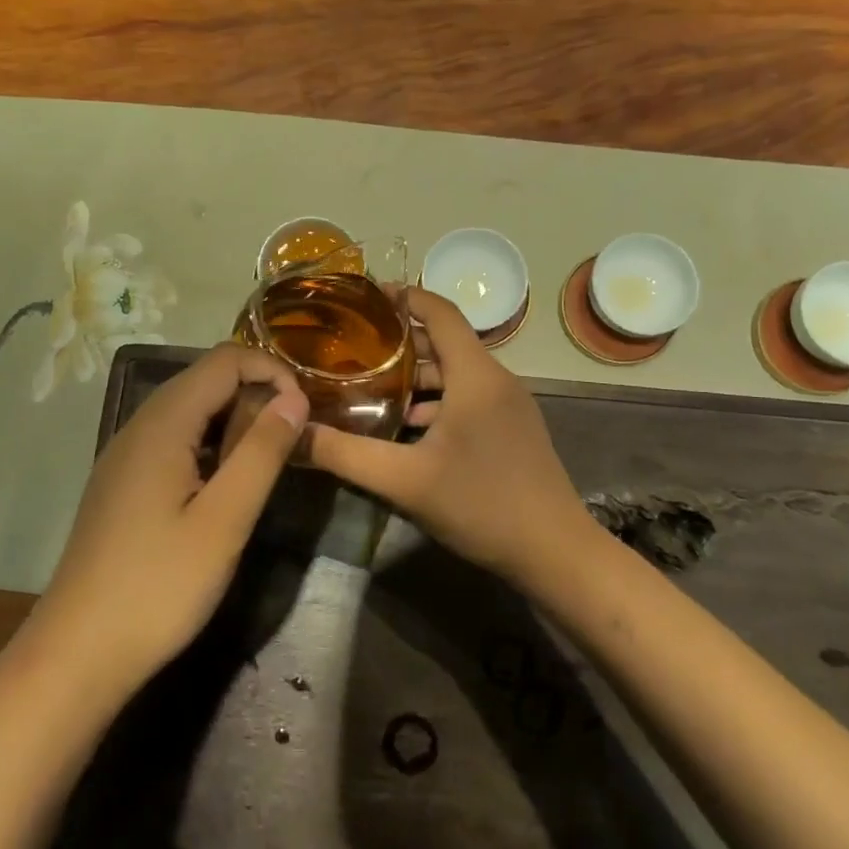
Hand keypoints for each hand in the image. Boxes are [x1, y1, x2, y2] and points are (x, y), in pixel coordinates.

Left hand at [25, 344, 308, 696]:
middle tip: (293, 437)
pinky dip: (210, 444)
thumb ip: (262, 452)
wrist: (76, 654)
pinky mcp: (122, 483)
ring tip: (267, 459)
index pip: (224, 360)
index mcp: (162, 424)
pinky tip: (224, 484)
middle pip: (205, 379)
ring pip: (189, 410)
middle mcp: (138, 426)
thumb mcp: (225, 520)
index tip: (304, 410)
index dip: (271, 370)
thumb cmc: (158, 587)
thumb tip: (295, 397)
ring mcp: (125, 455)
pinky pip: (174, 439)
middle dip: (256, 393)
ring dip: (234, 420)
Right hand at [305, 288, 594, 582]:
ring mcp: (509, 405)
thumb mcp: (404, 481)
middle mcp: (496, 379)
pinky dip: (436, 401)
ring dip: (416, 376)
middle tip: (352, 346)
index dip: (404, 298)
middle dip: (399, 341)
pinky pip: (468, 398)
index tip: (364, 296)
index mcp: (476, 375)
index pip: (440, 312)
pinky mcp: (512, 429)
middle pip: (444, 342)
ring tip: (370, 384)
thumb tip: (294, 435)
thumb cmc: (481, 505)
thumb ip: (345, 455)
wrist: (554, 552)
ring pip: (456, 374)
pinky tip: (407, 427)